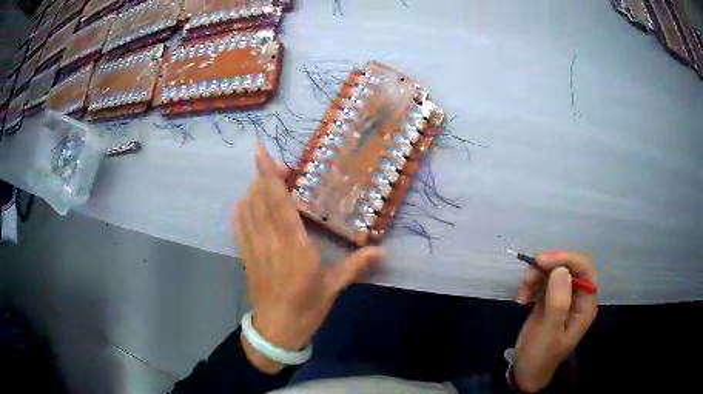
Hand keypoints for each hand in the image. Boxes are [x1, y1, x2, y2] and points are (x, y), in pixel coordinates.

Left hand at [235, 143, 384, 372]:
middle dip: (263, 176)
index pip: (279, 204)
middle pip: (260, 200)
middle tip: (275, 164)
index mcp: (294, 247)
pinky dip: (241, 209)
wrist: (277, 330)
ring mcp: (254, 248)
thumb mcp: (334, 287)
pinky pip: (239, 225)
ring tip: (264, 179)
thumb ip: (356, 266)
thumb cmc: (307, 308)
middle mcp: (270, 241)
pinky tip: (245, 201)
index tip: (262, 154)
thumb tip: (383, 251)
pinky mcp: (246, 256)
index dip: (269, 177)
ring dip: (253, 189)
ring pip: (248, 209)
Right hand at [513, 251, 597, 391]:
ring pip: (554, 272)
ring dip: (537, 276)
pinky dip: (532, 284)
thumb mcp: (548, 332)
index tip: (541, 262)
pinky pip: (544, 281)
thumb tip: (561, 269)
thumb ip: (558, 302)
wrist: (526, 371)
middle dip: (548, 268)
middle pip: (569, 267)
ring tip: (522, 292)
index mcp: (585, 305)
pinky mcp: (551, 299)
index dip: (565, 260)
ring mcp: (564, 298)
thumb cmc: (540, 355)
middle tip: (527, 277)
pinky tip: (522, 298)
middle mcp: (578, 297)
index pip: (584, 270)